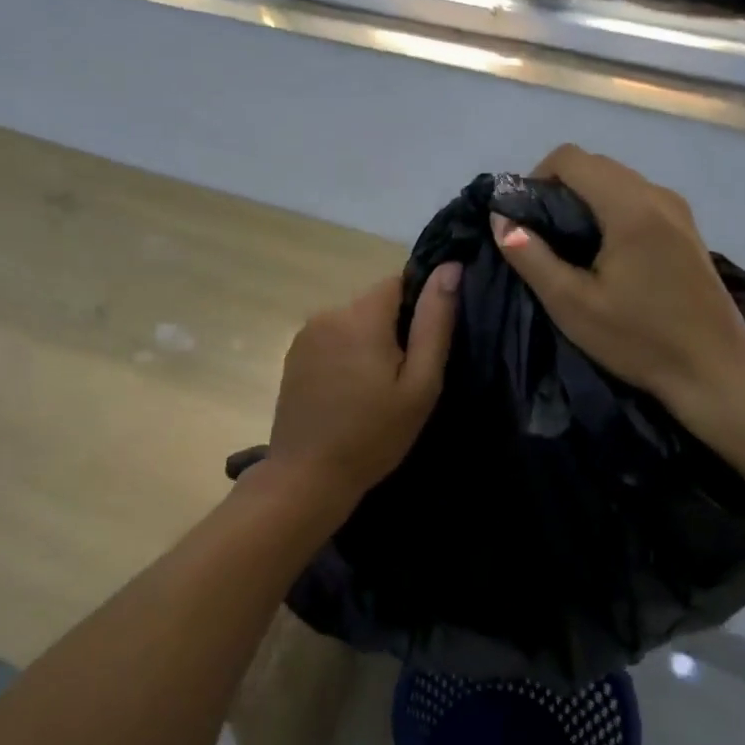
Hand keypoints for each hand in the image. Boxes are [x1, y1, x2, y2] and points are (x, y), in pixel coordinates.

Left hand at [263, 263, 460, 519]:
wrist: (308, 476)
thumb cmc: (374, 434)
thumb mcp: (420, 384)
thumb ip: (436, 322)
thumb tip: (451, 267)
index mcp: (362, 315)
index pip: (400, 281)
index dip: (419, 308)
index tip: (424, 347)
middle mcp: (329, 313)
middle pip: (375, 303)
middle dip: (393, 329)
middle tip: (404, 378)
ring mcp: (306, 334)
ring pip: (353, 322)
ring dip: (368, 342)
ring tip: (376, 389)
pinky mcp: (293, 355)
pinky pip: (332, 339)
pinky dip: (346, 354)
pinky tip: (349, 392)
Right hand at [490, 145, 744, 426]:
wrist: (715, 370)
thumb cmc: (639, 340)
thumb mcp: (571, 305)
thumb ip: (530, 256)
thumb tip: (501, 218)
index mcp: (630, 207)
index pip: (570, 158)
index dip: (536, 178)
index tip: (525, 219)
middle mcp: (657, 195)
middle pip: (595, 165)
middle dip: (558, 189)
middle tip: (541, 237)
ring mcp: (678, 209)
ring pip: (616, 180)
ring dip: (584, 200)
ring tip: (569, 248)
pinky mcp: (687, 228)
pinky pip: (637, 198)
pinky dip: (609, 210)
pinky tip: (604, 254)